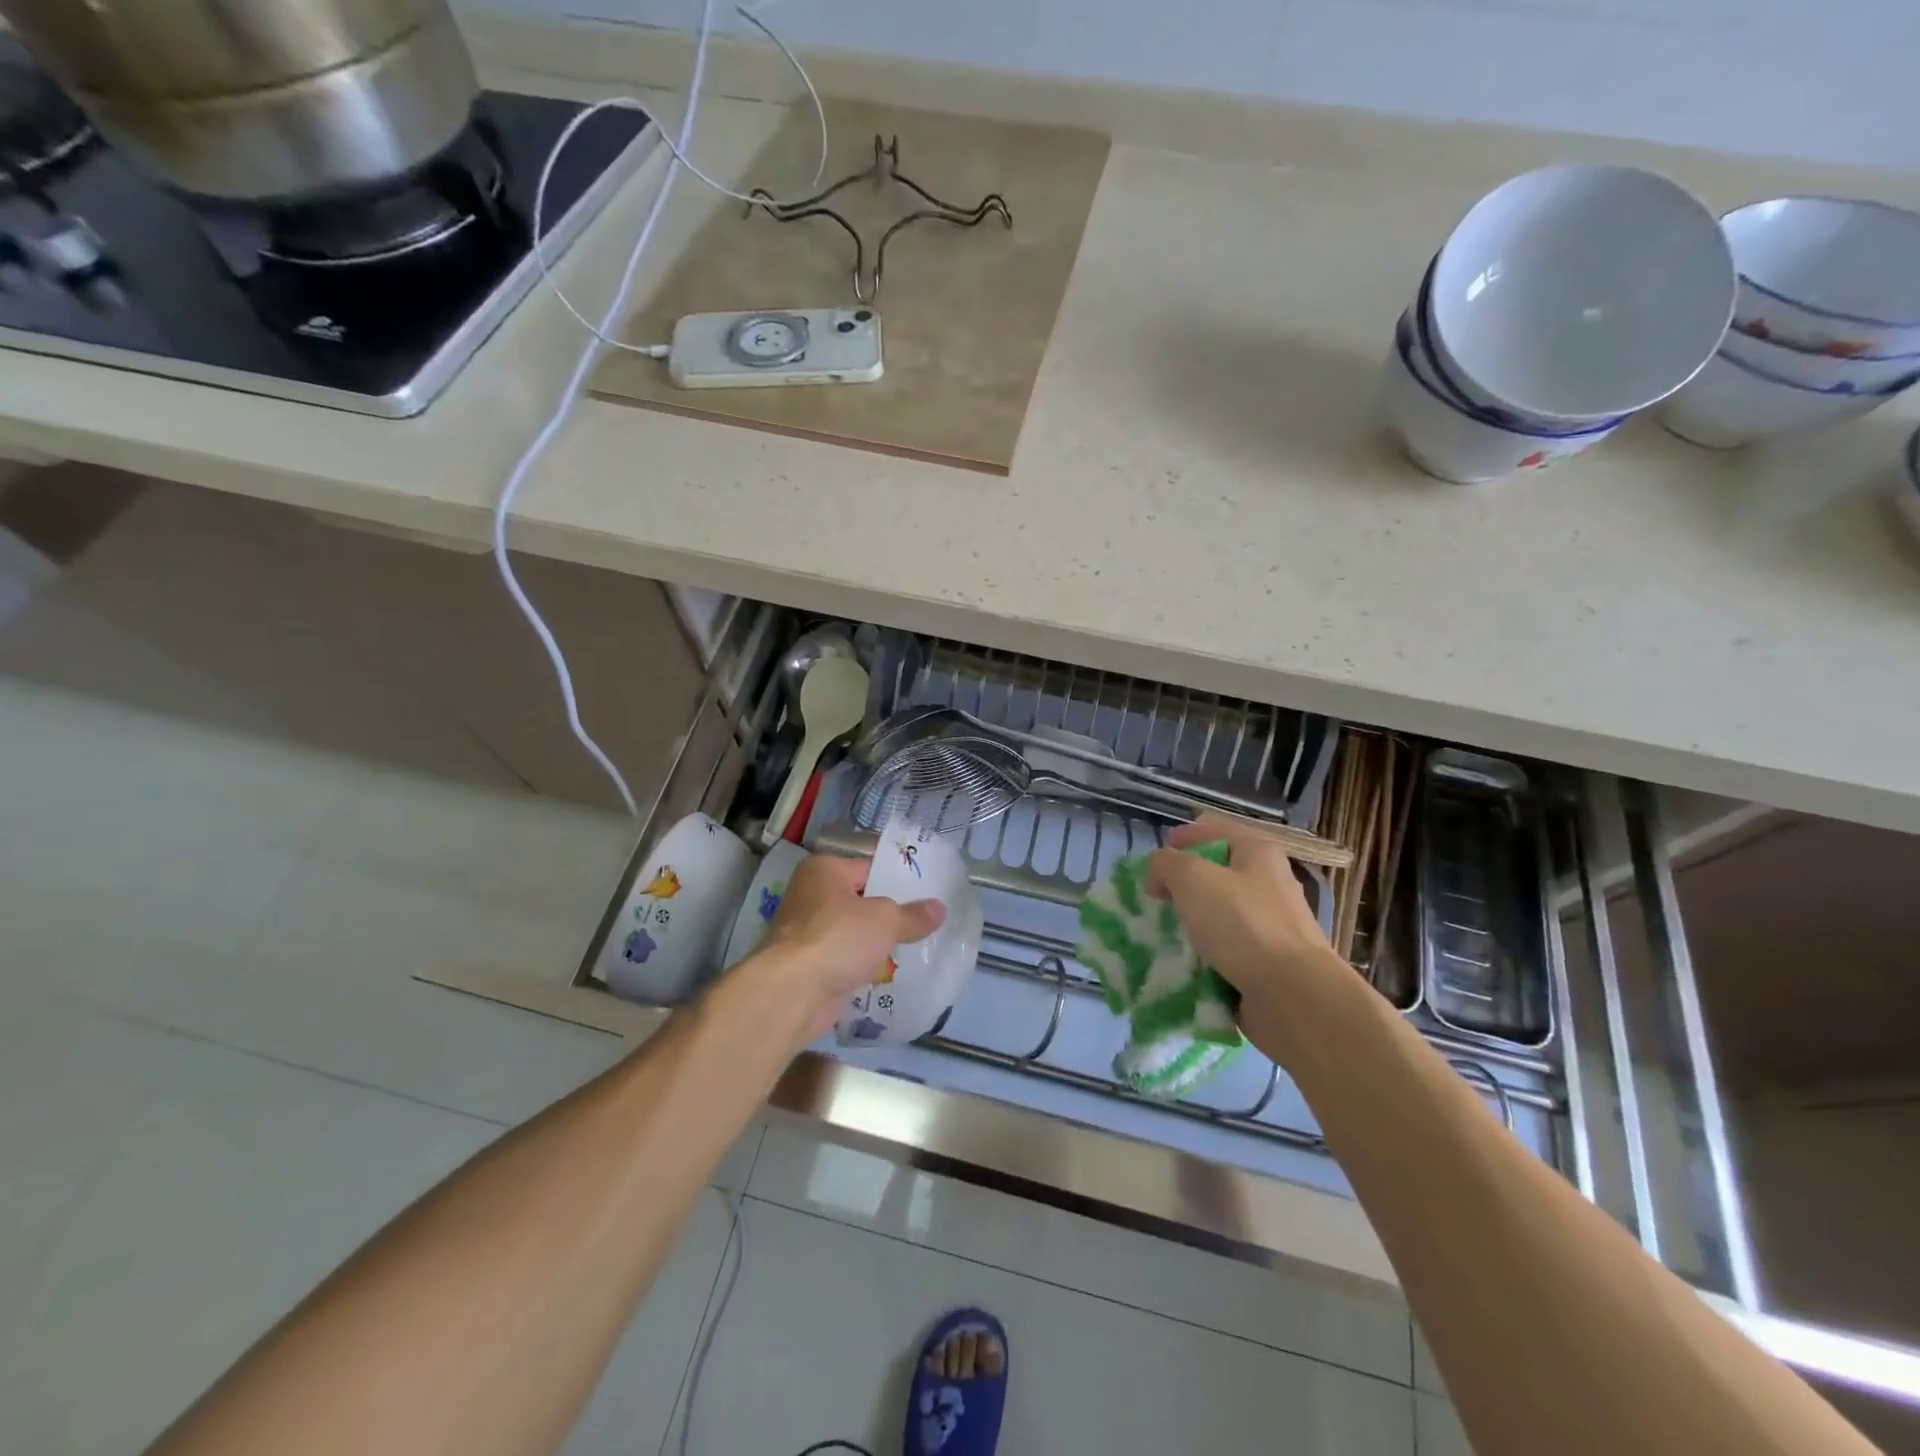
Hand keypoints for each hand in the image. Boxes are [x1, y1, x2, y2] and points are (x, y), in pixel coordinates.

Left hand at [741, 853, 944, 1041]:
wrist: (793, 993)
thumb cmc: (839, 938)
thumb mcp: (886, 921)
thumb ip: (913, 915)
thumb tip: (940, 908)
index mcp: (824, 870)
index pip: (869, 867)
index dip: (898, 878)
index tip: (928, 890)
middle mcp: (811, 894)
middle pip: (861, 900)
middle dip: (889, 913)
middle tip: (926, 920)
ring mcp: (807, 932)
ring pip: (853, 931)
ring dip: (876, 942)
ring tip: (915, 946)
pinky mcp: (808, 965)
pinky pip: (845, 958)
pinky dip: (862, 965)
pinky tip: (891, 973)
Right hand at [1143, 816, 1350, 1060]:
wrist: (1294, 996)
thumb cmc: (1243, 924)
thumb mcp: (1191, 878)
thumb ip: (1165, 864)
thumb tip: (1159, 876)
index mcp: (1257, 852)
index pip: (1212, 830)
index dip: (1180, 839)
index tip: (1153, 864)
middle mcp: (1268, 882)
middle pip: (1215, 873)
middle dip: (1181, 885)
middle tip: (1156, 901)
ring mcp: (1271, 924)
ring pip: (1218, 913)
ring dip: (1191, 923)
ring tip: (1165, 936)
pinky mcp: (1268, 961)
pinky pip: (1226, 949)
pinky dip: (1204, 955)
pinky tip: (1186, 964)